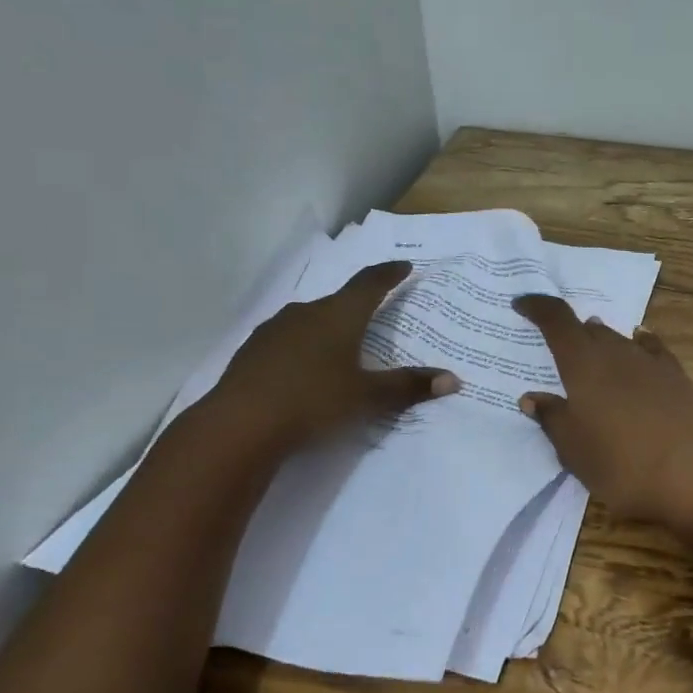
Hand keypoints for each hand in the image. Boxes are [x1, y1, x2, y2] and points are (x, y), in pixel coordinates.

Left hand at [207, 261, 456, 451]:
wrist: (239, 426)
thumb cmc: (314, 401)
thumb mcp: (368, 397)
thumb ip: (409, 386)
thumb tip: (453, 379)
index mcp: (339, 315)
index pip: (370, 284)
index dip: (389, 274)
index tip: (404, 267)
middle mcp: (306, 313)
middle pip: (339, 301)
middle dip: (359, 306)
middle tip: (375, 315)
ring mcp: (274, 330)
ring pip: (310, 320)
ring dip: (329, 327)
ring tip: (341, 344)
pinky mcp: (252, 352)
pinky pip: (288, 340)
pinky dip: (304, 347)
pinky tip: (305, 368)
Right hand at [512, 294, 692, 525]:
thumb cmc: (621, 465)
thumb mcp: (574, 451)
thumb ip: (552, 419)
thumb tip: (531, 397)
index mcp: (584, 366)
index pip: (557, 320)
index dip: (538, 307)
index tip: (522, 304)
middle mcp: (617, 353)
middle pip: (589, 330)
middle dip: (570, 332)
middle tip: (558, 345)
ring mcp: (652, 363)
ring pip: (619, 339)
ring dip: (602, 341)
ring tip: (592, 351)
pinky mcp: (679, 377)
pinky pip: (653, 349)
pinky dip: (639, 343)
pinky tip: (640, 343)